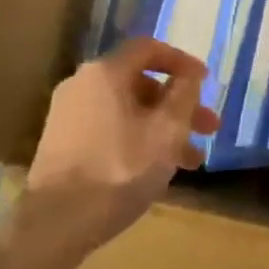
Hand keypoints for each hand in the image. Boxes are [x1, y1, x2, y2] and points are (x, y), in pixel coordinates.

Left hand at [19, 38, 220, 259]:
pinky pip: (110, 129)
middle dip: (178, 105)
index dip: (182, 62)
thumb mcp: (167, 132)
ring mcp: (68, 115)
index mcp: (105, 73)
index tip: (206, 82)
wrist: (59, 220)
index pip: (148, 49)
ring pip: (127, 111)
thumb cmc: (121, 169)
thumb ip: (183, 96)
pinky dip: (138, 140)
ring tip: (191, 162)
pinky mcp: (62, 143)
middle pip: (139, 84)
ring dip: (162, 129)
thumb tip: (188, 77)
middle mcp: (81, 85)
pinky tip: (156, 169)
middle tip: (208, 130)